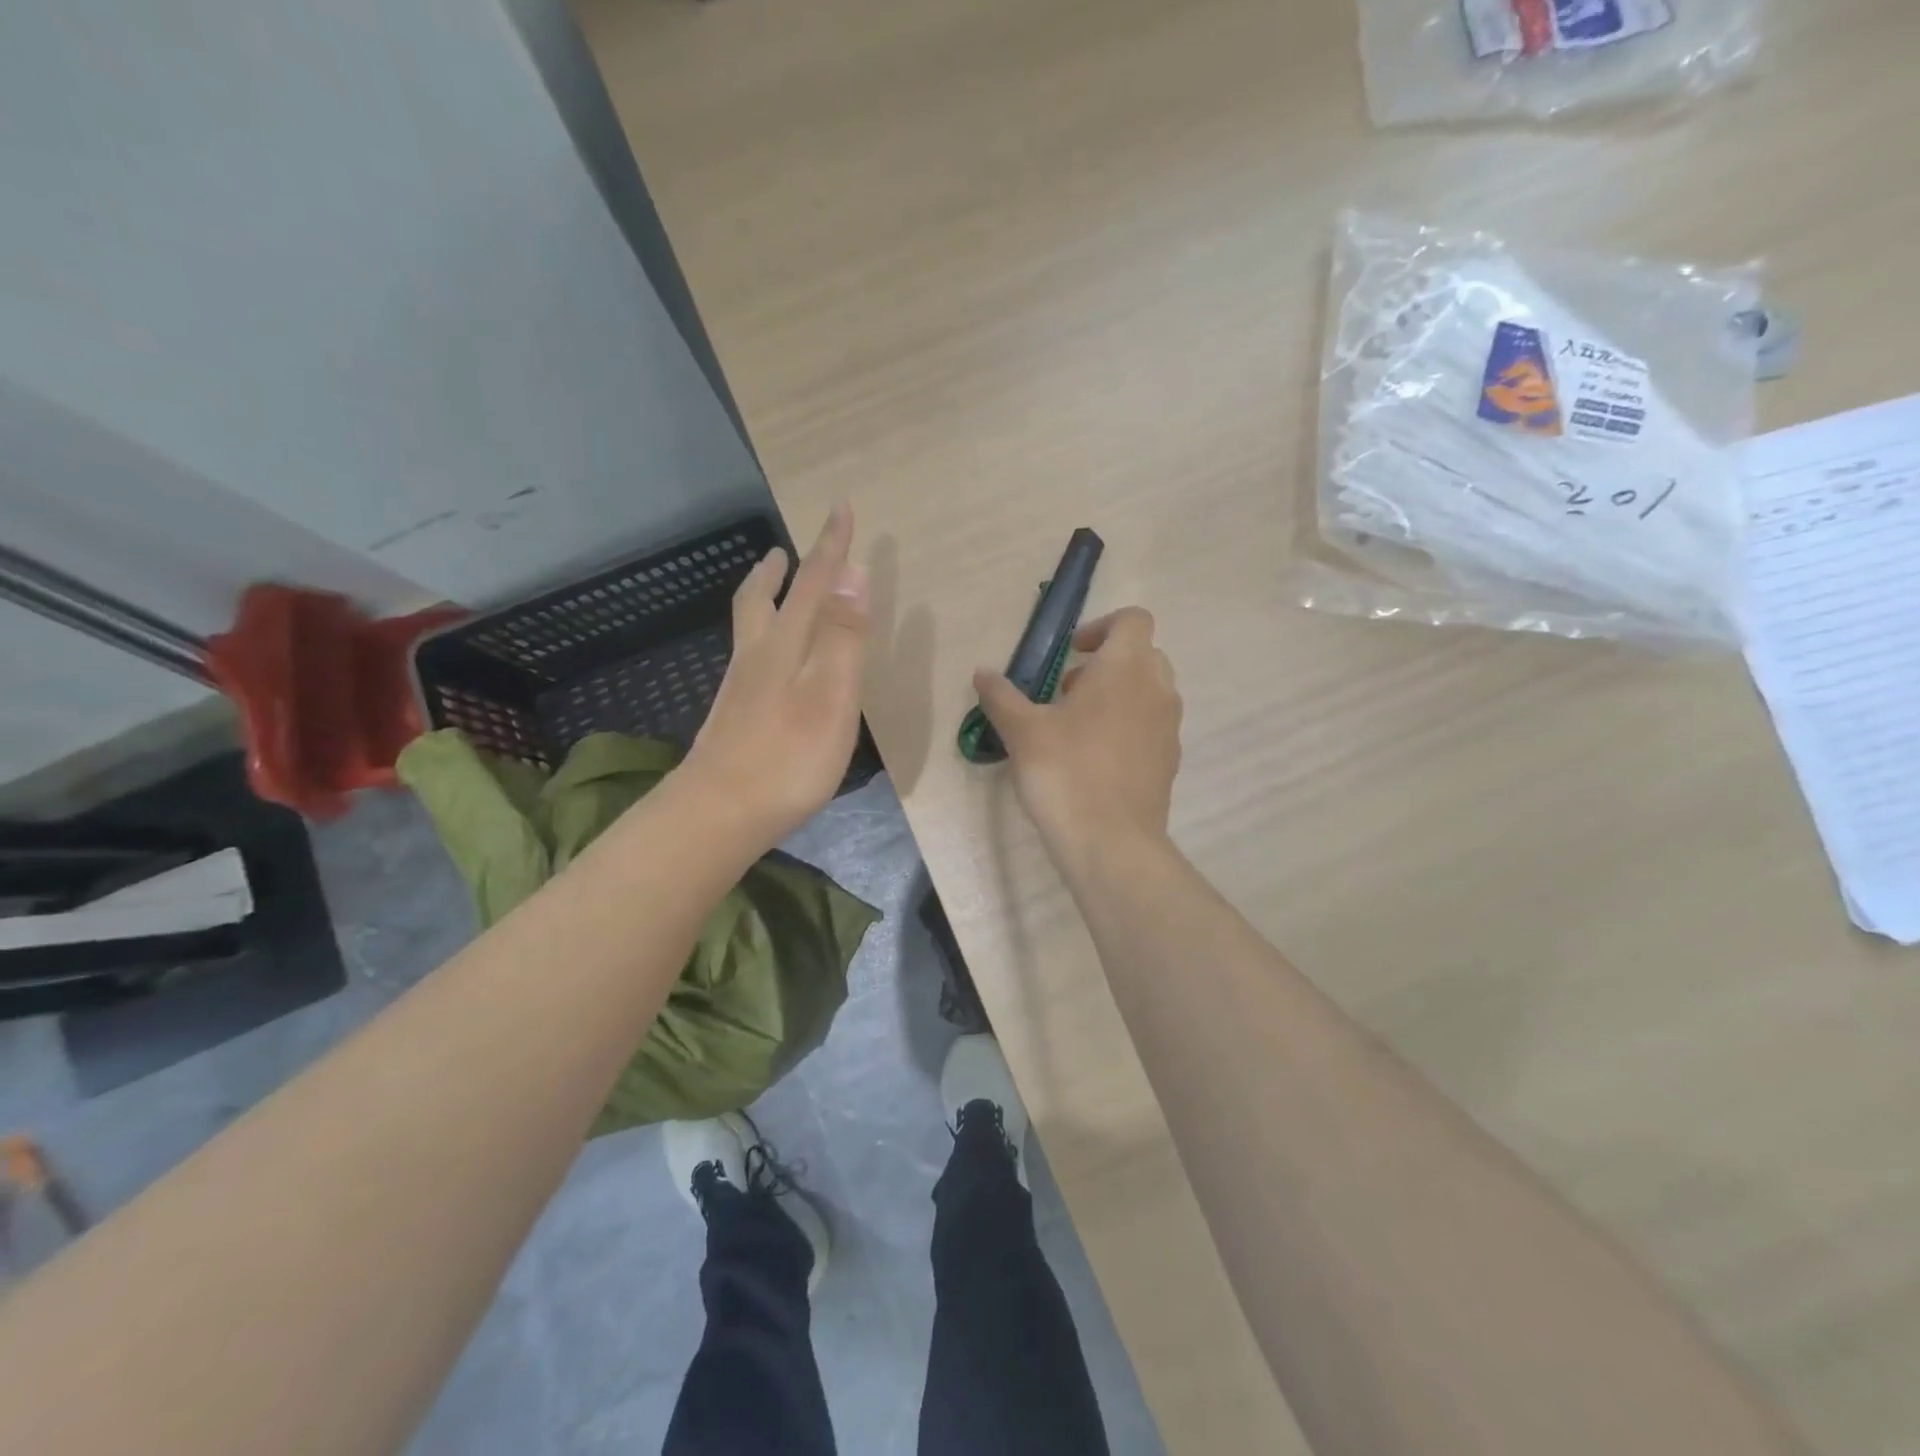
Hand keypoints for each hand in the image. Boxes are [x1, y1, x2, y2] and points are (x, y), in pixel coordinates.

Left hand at [681, 504, 868, 846]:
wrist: (718, 814)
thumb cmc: (788, 756)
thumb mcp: (831, 693)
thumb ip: (842, 634)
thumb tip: (852, 569)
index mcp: (786, 645)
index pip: (813, 582)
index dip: (830, 545)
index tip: (842, 507)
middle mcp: (757, 657)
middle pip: (764, 600)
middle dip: (780, 570)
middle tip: (784, 549)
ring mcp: (741, 688)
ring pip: (750, 627)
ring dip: (762, 597)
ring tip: (770, 586)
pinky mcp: (734, 716)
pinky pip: (748, 656)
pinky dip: (759, 636)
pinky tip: (764, 658)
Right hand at [972, 606, 1182, 858]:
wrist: (1111, 842)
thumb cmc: (1065, 772)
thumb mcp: (1022, 731)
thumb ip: (1001, 695)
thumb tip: (982, 672)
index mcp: (1126, 668)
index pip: (1132, 619)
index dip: (1100, 626)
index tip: (1070, 654)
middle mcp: (1157, 690)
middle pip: (1141, 654)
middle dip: (1105, 664)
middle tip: (1066, 692)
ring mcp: (1169, 727)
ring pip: (1148, 692)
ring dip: (1116, 696)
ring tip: (1074, 728)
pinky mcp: (1169, 761)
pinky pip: (1150, 727)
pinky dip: (1127, 727)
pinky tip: (1092, 760)